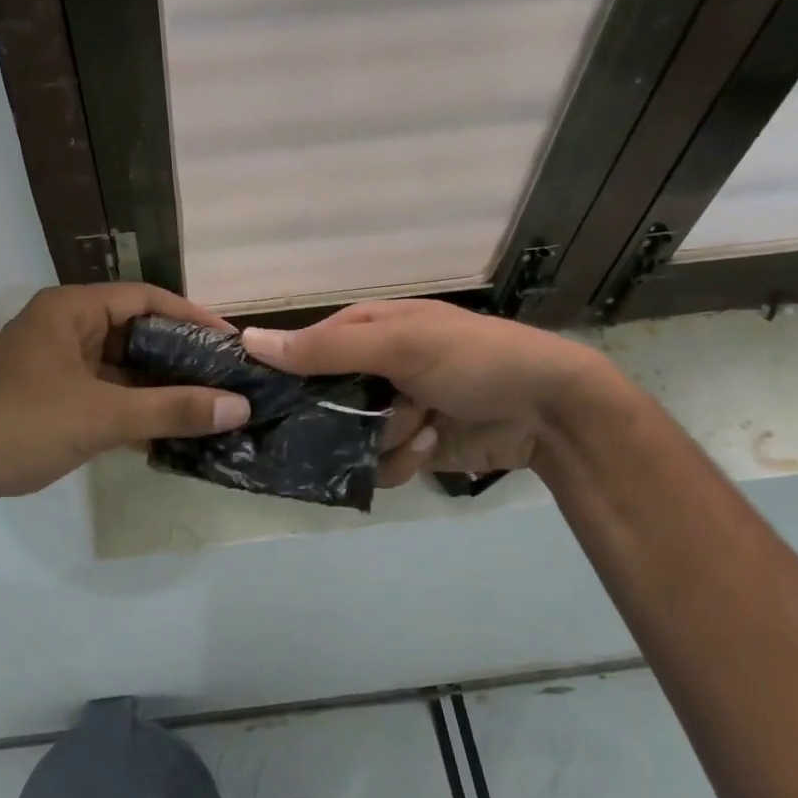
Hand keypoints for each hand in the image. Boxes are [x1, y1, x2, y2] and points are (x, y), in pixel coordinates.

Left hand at [0, 284, 252, 518]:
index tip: (231, 342)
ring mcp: (53, 365)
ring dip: (157, 387)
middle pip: (134, 331)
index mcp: (69, 310)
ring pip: (119, 367)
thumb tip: (239, 406)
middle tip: (225, 378)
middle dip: (178, 356)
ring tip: (206, 406)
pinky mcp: (48, 398)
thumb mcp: (102, 416)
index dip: (192, 317)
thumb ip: (171, 410)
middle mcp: (62, 328)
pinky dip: (132, 409)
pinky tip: (166, 432)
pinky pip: (102, 394)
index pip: (144, 298)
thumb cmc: (21, 425)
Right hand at [241, 298, 611, 486]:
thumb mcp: (401, 344)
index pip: (299, 352)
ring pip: (346, 441)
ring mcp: (387, 411)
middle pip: (319, 403)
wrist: (549, 410)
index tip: (261, 402)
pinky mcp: (406, 448)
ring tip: (421, 423)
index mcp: (362, 332)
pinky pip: (376, 466)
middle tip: (358, 418)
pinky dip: (403, 459)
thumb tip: (249, 341)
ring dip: (383, 438)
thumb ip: (327, 348)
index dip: (282, 375)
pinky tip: (432, 441)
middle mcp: (368, 370)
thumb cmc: (474, 359)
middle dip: (341, 416)